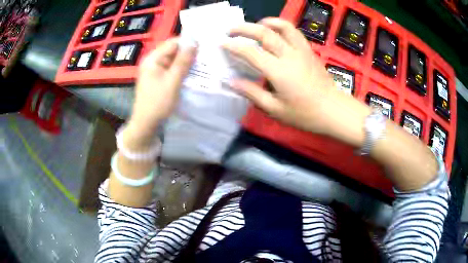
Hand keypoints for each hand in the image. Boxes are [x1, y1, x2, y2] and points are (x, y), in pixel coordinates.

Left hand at [127, 38, 196, 144]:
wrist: (146, 123)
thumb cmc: (158, 102)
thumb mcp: (173, 81)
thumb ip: (183, 61)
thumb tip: (194, 43)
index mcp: (153, 59)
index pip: (173, 43)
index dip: (188, 43)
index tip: (203, 47)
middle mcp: (152, 61)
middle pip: (173, 51)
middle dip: (188, 53)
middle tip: (204, 57)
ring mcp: (154, 70)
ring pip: (173, 61)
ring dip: (185, 63)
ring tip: (200, 65)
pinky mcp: (157, 78)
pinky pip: (171, 69)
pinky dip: (180, 70)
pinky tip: (190, 74)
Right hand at [223, 18, 363, 134]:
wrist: (333, 110)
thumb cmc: (305, 114)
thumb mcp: (275, 109)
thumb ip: (252, 93)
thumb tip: (231, 81)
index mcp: (278, 71)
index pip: (250, 51)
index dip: (233, 45)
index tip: (221, 43)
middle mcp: (289, 55)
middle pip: (264, 32)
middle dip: (243, 28)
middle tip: (230, 30)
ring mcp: (301, 50)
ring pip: (283, 26)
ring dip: (266, 22)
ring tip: (255, 25)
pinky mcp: (309, 51)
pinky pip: (294, 32)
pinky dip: (282, 26)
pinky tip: (276, 32)